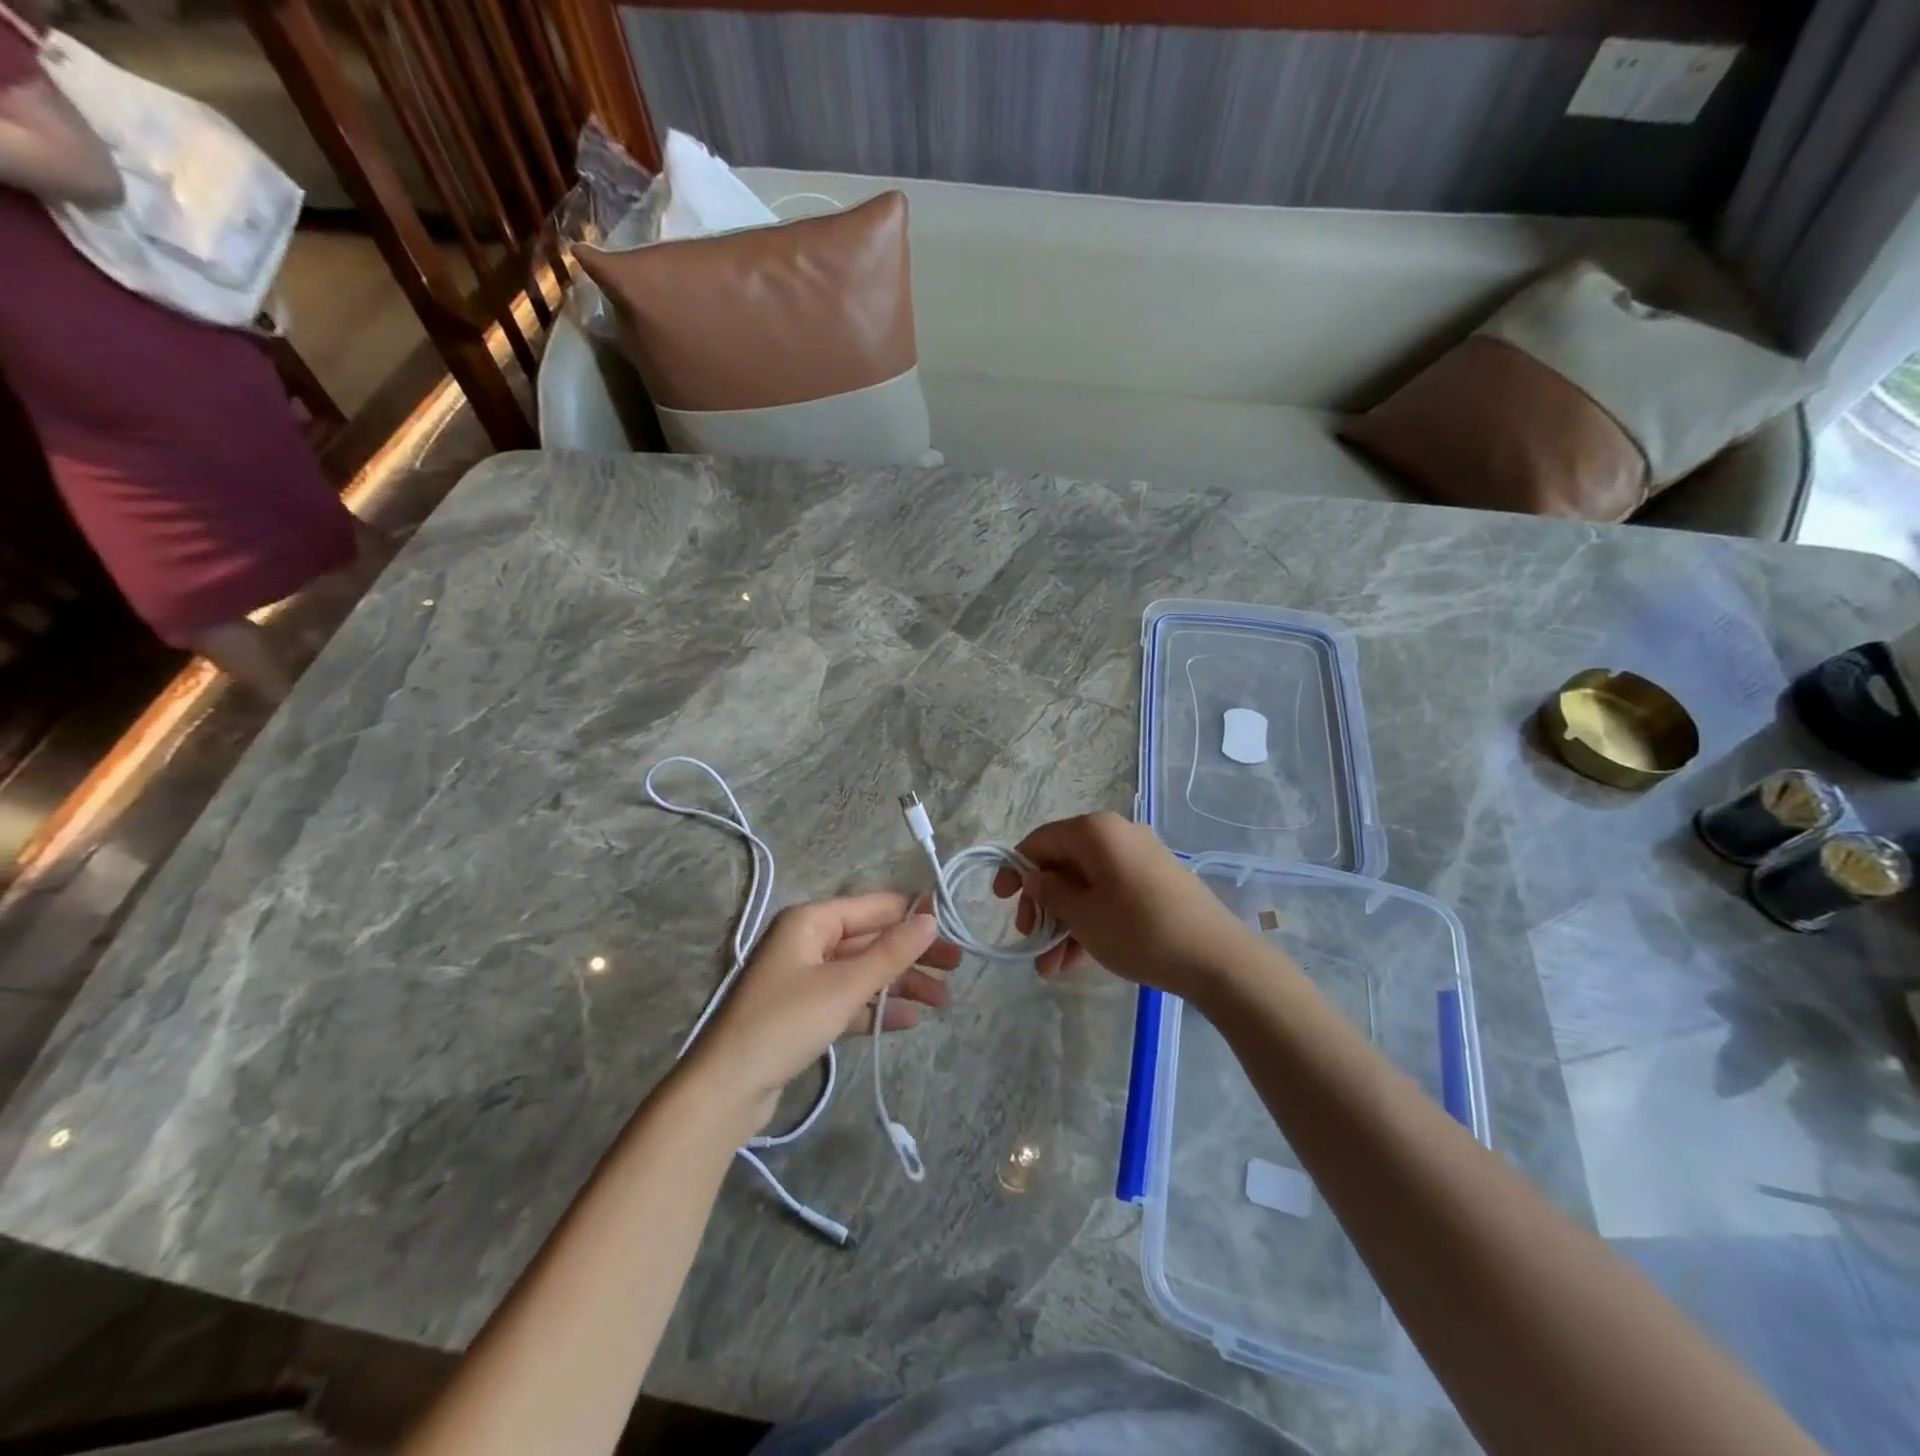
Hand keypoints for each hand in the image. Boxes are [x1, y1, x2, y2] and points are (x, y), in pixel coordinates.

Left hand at [681, 892, 958, 1139]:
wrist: (726, 1089)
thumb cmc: (785, 1023)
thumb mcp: (845, 986)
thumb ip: (891, 952)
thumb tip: (931, 918)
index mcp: (811, 921)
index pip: (873, 907)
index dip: (913, 914)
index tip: (953, 926)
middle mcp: (807, 942)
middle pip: (871, 940)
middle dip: (912, 955)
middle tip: (956, 968)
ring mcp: (804, 979)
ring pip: (863, 972)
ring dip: (900, 985)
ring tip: (943, 1001)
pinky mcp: (804, 1013)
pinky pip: (849, 1001)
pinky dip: (877, 1009)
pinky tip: (909, 1021)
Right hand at [992, 812, 1262, 999]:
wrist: (1216, 958)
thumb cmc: (1138, 930)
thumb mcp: (1082, 915)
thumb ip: (1049, 892)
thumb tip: (1034, 876)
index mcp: (1095, 831)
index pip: (1040, 840)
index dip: (1014, 869)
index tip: (1000, 901)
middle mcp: (1117, 835)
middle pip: (1063, 864)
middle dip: (1041, 905)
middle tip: (1028, 938)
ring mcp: (1139, 859)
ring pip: (1086, 886)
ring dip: (1063, 923)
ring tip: (1050, 969)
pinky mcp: (1155, 884)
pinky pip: (1110, 896)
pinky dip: (1090, 922)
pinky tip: (1076, 961)